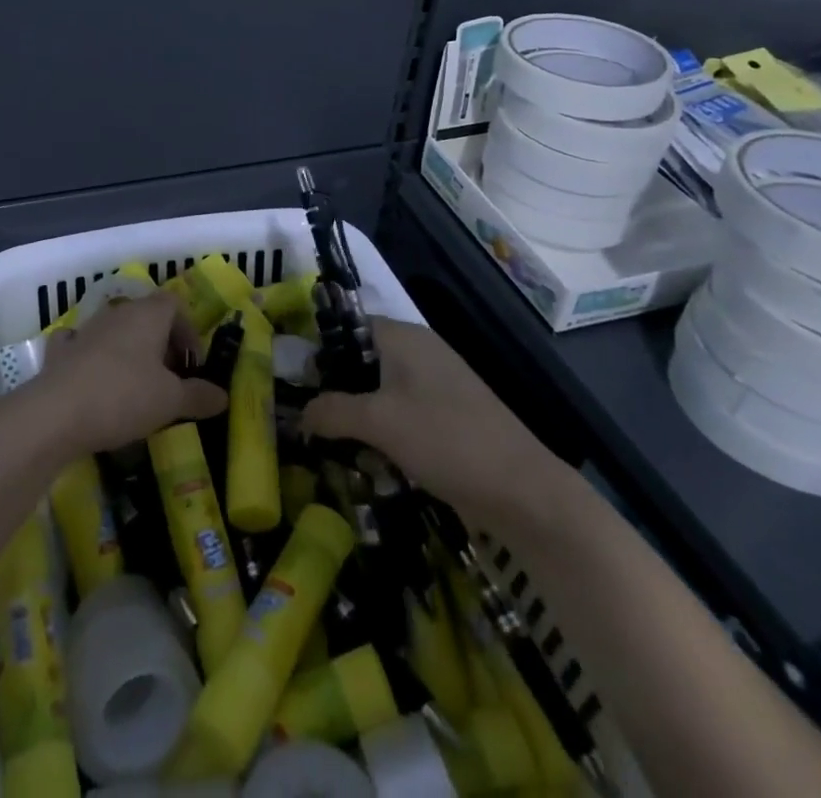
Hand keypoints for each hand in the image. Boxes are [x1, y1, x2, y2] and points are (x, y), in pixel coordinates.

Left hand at [35, 292, 227, 453]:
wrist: (56, 413)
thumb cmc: (124, 397)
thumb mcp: (171, 401)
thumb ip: (199, 396)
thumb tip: (223, 396)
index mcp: (147, 315)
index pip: (175, 304)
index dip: (188, 331)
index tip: (192, 364)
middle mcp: (117, 313)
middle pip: (146, 316)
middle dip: (161, 343)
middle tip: (170, 380)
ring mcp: (85, 329)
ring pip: (115, 330)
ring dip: (129, 351)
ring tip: (136, 386)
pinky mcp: (60, 351)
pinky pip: (80, 344)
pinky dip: (90, 356)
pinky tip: (93, 377)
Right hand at [300, 317, 570, 530]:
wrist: (524, 492)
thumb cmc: (445, 440)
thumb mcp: (378, 422)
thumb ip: (331, 411)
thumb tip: (301, 414)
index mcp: (403, 337)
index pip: (347, 327)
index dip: (319, 352)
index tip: (296, 385)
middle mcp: (419, 352)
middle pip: (361, 361)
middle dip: (336, 392)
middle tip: (312, 423)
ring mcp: (436, 385)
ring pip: (379, 392)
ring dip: (358, 418)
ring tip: (337, 447)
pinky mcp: (448, 418)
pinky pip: (401, 415)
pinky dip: (383, 433)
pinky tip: (373, 462)